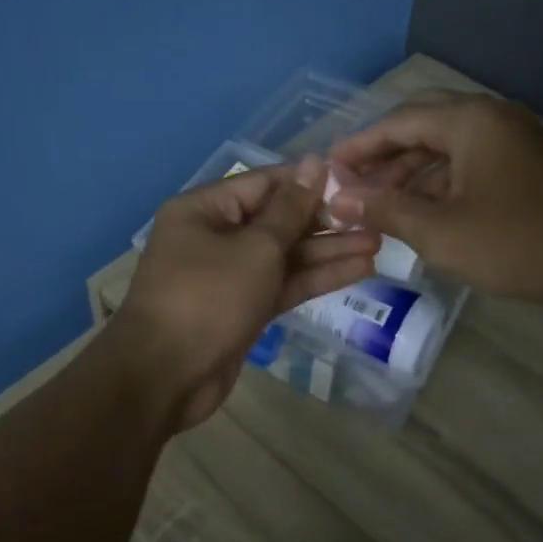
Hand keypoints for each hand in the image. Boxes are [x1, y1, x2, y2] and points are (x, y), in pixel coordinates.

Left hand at [109, 157, 380, 431]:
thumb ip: (291, 209)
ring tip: (377, 243)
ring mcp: (229, 274)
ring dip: (327, 251)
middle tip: (373, 218)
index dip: (309, 181)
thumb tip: (315, 164)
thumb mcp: (255, 248)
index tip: (354, 181)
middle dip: (324, 221)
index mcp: (205, 208)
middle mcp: (214, 235)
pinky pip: (282, 283)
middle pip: (277, 220)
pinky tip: (358, 270)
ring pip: (284, 255)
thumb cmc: (208, 297)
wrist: (165, 377)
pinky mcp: (242, 307)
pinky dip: (314, 278)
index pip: (265, 183)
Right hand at [327, 94, 542, 307]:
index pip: (398, 121)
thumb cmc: (520, 245)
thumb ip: (385, 209)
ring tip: (379, 201)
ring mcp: (514, 137)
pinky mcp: (527, 161)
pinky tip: (422, 208)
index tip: (326, 169)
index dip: (358, 146)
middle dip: (383, 153)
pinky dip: (440, 178)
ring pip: (447, 142)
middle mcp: (491, 115)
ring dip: (411, 168)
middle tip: (351, 181)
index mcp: (470, 120)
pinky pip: (470, 158)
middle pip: (422, 123)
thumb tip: (337, 196)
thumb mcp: (441, 233)